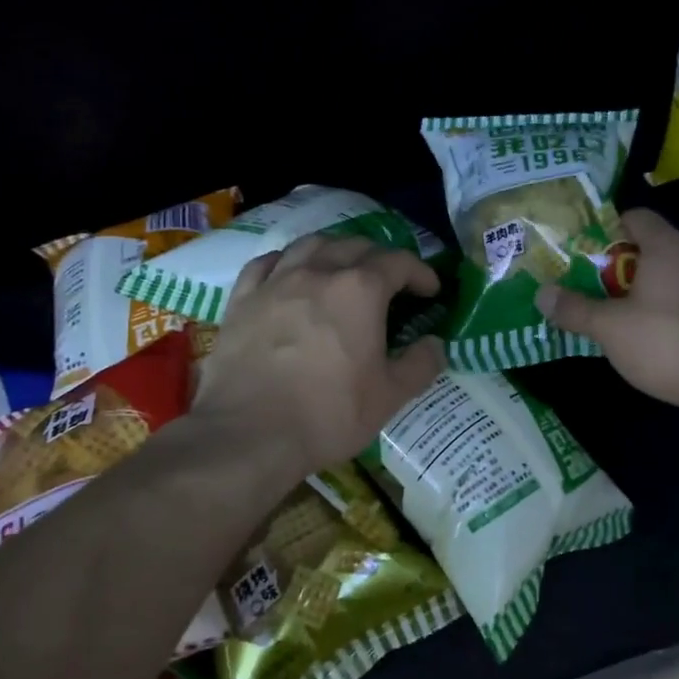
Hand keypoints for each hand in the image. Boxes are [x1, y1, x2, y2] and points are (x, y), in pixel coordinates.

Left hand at [192, 235, 445, 481]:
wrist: (249, 434)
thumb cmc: (329, 414)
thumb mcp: (390, 396)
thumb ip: (421, 364)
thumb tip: (436, 345)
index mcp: (361, 290)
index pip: (399, 262)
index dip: (420, 272)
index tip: (430, 290)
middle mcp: (319, 272)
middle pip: (355, 245)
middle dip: (380, 257)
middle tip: (390, 281)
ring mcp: (276, 282)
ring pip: (310, 245)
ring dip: (335, 250)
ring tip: (342, 267)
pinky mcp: (242, 299)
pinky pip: (266, 263)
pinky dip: (286, 261)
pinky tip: (289, 273)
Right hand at [535, 208, 678, 413]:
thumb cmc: (668, 343)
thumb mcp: (610, 328)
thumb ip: (575, 309)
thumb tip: (541, 293)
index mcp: (667, 247)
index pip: (635, 217)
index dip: (607, 230)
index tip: (585, 255)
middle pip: (652, 247)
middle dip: (620, 266)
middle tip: (593, 289)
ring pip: (672, 275)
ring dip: (646, 290)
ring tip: (619, 316)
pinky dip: (670, 309)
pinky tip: (656, 338)